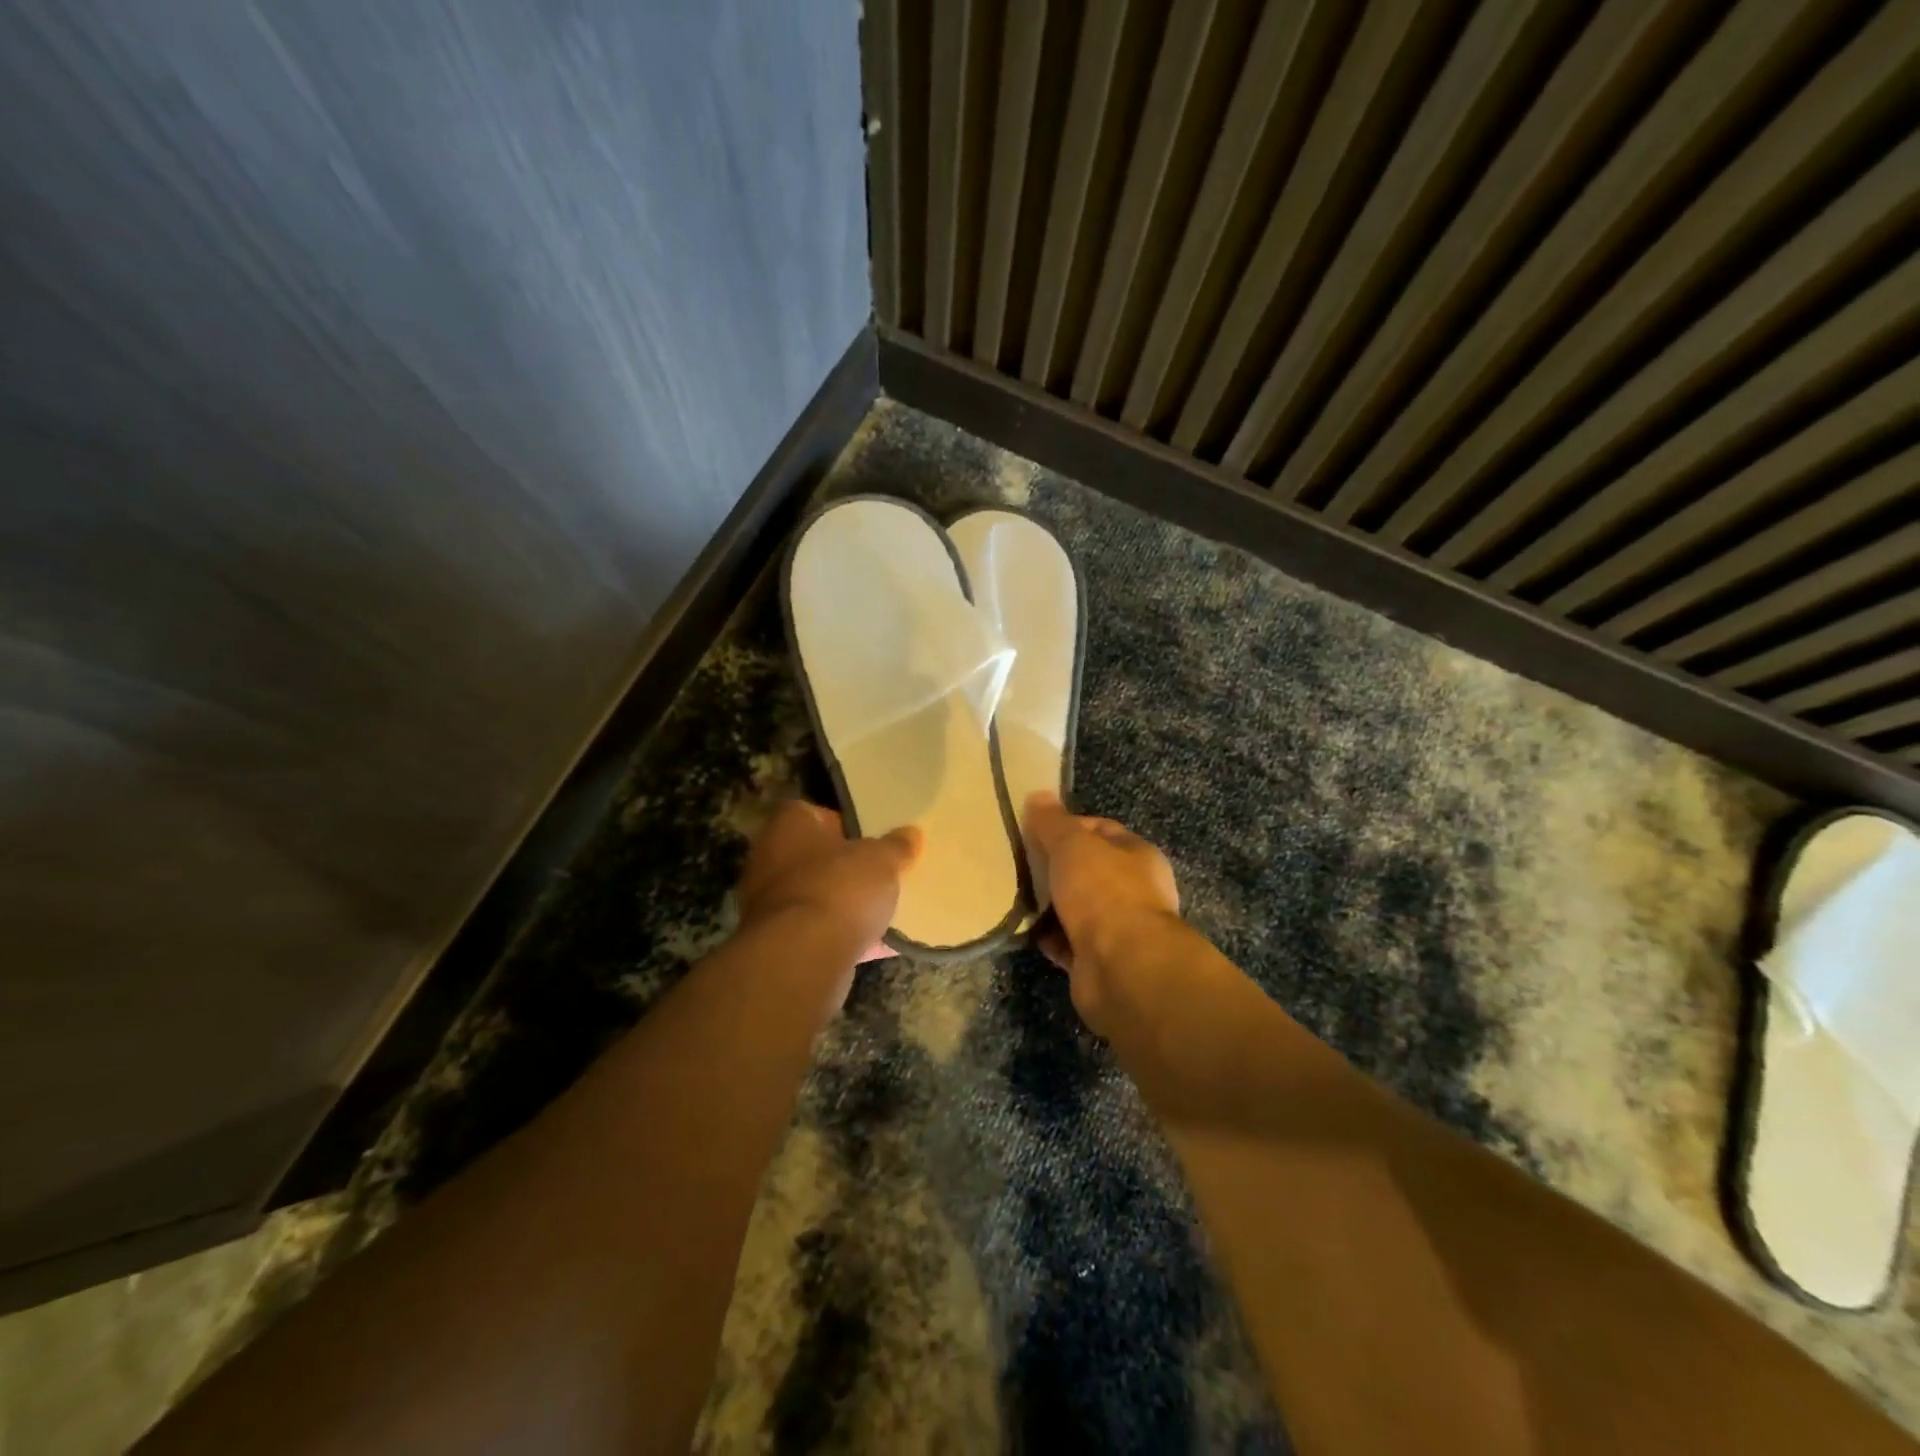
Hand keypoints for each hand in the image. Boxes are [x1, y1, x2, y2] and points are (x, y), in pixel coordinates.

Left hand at [736, 800, 920, 949]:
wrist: (802, 957)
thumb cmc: (839, 888)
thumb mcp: (881, 859)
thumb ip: (896, 846)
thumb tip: (910, 834)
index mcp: (789, 826)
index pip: (814, 813)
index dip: (845, 824)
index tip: (872, 838)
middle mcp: (770, 860)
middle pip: (816, 858)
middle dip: (847, 868)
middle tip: (882, 873)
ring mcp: (770, 905)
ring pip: (818, 897)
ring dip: (846, 905)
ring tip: (886, 910)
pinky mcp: (779, 943)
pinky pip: (820, 933)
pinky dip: (845, 937)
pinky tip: (880, 945)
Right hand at [1023, 792, 1181, 1032]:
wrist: (1122, 967)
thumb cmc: (1103, 893)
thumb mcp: (1072, 845)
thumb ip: (1053, 822)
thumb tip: (1038, 795)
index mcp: (1137, 855)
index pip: (1101, 830)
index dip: (1068, 826)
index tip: (1034, 831)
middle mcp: (1135, 890)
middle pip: (1088, 871)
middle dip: (1055, 868)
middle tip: (1019, 864)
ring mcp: (1120, 928)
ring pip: (1077, 908)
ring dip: (1050, 905)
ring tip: (1016, 896)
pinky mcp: (1100, 960)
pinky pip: (1069, 942)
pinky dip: (1049, 937)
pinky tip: (1026, 930)